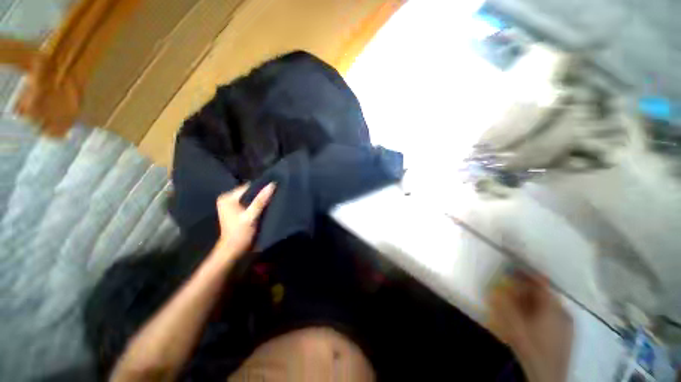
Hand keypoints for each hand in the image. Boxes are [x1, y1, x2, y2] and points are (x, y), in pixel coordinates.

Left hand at [215, 183, 275, 258]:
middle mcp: (226, 198)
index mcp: (227, 197)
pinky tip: (262, 207)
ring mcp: (229, 204)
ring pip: (248, 197)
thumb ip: (261, 200)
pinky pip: (247, 202)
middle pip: (248, 191)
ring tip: (269, 200)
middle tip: (273, 195)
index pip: (248, 186)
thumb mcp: (252, 216)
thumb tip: (272, 185)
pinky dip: (254, 204)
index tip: (273, 189)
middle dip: (260, 193)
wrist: (233, 249)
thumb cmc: (241, 233)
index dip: (261, 187)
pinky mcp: (233, 210)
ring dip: (258, 199)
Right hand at [488, 273, 572, 381]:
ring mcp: (568, 323)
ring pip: (550, 303)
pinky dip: (542, 308)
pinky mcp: (568, 332)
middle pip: (545, 292)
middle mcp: (564, 311)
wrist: (548, 375)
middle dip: (528, 287)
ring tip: (521, 301)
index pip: (541, 282)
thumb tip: (496, 286)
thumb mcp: (514, 325)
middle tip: (513, 286)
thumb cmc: (532, 348)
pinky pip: (554, 312)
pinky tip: (533, 317)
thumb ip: (505, 304)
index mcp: (553, 308)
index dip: (526, 273)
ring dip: (535, 298)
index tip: (513, 267)